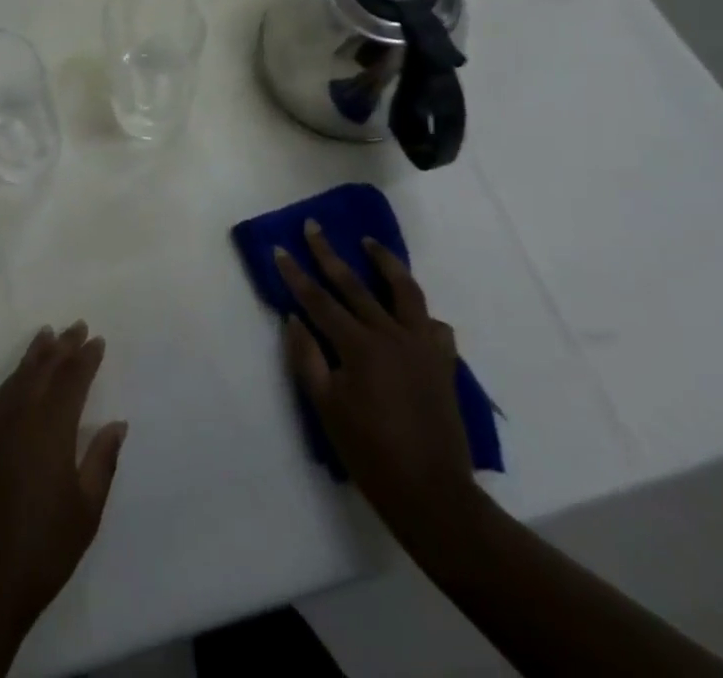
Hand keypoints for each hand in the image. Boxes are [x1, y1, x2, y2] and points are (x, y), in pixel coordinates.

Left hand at [0, 322, 127, 637]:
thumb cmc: (44, 548)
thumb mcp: (86, 510)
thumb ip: (101, 460)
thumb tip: (116, 423)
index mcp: (51, 428)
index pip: (71, 380)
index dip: (85, 358)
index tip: (97, 340)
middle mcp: (21, 415)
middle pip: (44, 369)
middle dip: (62, 346)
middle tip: (77, 325)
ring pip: (19, 376)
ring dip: (36, 354)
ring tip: (49, 335)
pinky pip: (2, 392)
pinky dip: (15, 374)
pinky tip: (22, 373)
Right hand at [275, 224, 481, 540]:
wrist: (434, 496)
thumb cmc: (370, 453)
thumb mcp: (326, 407)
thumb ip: (307, 357)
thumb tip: (294, 319)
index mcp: (359, 346)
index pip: (319, 300)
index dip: (296, 274)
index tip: (279, 248)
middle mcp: (392, 335)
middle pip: (355, 285)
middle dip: (329, 254)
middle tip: (314, 226)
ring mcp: (422, 347)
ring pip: (405, 291)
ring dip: (385, 262)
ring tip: (370, 242)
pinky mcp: (443, 364)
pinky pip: (434, 325)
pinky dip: (419, 311)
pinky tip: (410, 311)